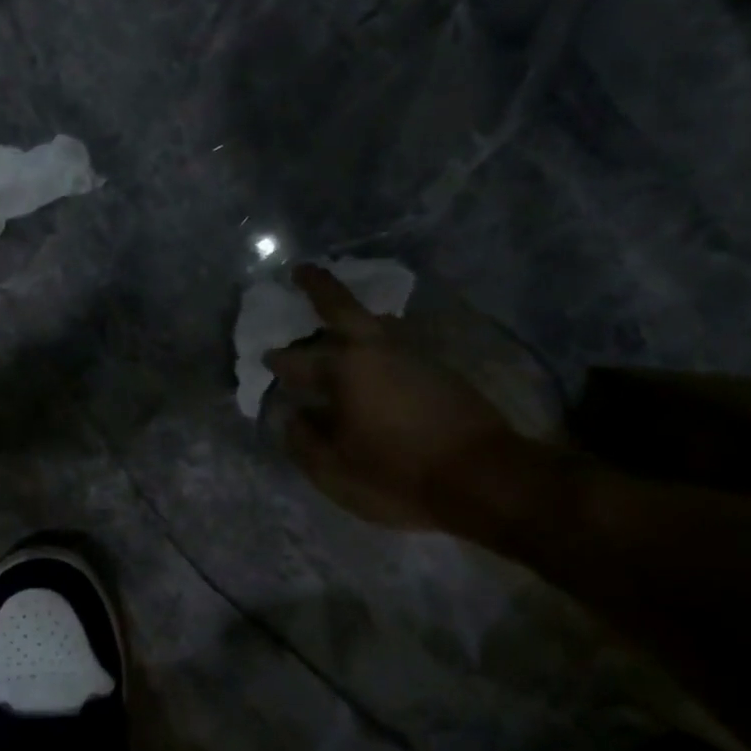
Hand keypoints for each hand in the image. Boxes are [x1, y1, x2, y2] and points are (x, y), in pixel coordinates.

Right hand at [265, 265, 513, 529]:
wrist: (483, 480)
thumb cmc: (397, 474)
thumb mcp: (333, 470)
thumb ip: (303, 441)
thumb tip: (293, 416)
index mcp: (345, 370)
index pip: (298, 360)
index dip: (279, 361)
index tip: (266, 360)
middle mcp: (378, 351)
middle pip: (344, 308)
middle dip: (319, 286)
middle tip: (301, 270)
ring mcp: (414, 357)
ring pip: (375, 326)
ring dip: (352, 320)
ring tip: (336, 322)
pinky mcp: (440, 372)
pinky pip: (395, 347)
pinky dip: (375, 345)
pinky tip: (370, 363)